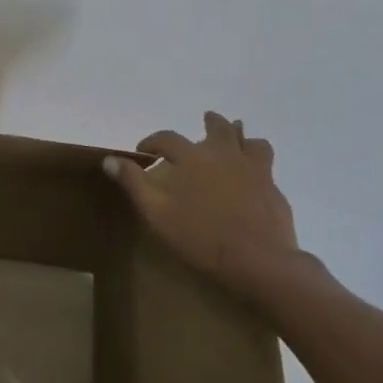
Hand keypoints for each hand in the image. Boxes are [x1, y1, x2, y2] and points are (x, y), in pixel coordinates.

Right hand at [104, 112, 325, 308]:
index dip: (152, 141)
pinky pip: (266, 164)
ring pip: (250, 141)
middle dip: (210, 122)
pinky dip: (256, 161)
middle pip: (218, 127)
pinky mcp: (273, 188)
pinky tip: (252, 175)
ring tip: (236, 140)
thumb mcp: (156, 213)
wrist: (258, 261)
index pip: (167, 138)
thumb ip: (134, 183)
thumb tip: (110, 159)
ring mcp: (253, 169)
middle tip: (205, 121)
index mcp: (193, 158)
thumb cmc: (200, 237)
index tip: (144, 151)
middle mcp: (224, 154)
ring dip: (240, 136)